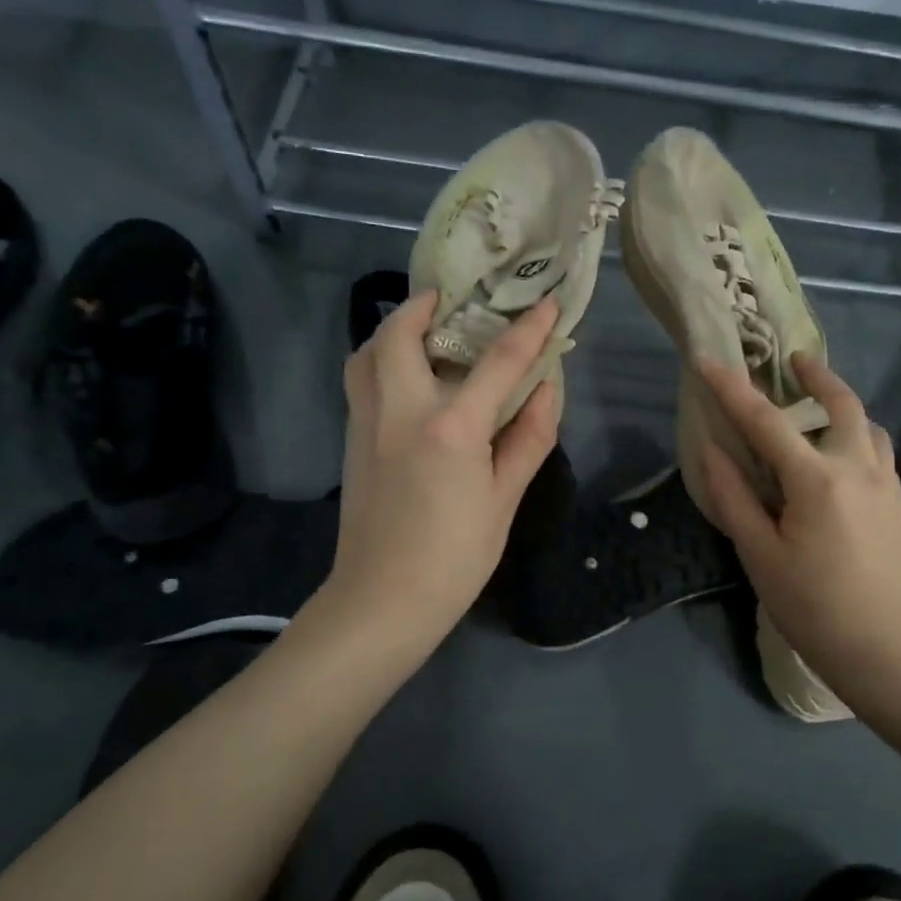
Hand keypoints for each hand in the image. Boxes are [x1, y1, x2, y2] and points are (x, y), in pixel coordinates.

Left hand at [323, 289, 560, 653]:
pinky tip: (406, 377)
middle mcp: (401, 411)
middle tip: (454, 300)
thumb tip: (547, 389)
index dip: (529, 329)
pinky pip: (360, 380)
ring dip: (394, 329)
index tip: (549, 303)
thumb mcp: (505, 499)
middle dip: (426, 305)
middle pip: (401, 334)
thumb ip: (528, 438)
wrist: (383, 600)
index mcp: (450, 428)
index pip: (498, 362)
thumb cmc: (454, 556)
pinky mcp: (352, 441)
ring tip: (424, 330)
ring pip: (368, 352)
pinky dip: (379, 359)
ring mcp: (367, 423)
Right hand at [697, 353, 900, 704]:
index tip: (706, 359)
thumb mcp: (761, 557)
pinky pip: (880, 449)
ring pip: (868, 424)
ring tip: (819, 403)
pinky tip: (845, 452)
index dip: (731, 388)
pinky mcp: (899, 504)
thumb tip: (712, 450)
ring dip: (843, 403)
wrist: (890, 655)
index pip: (765, 421)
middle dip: (816, 375)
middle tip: (794, 360)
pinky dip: (860, 432)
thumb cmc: (815, 610)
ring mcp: (887, 484)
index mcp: (817, 480)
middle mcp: (858, 467)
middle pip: (841, 404)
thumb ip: (735, 498)